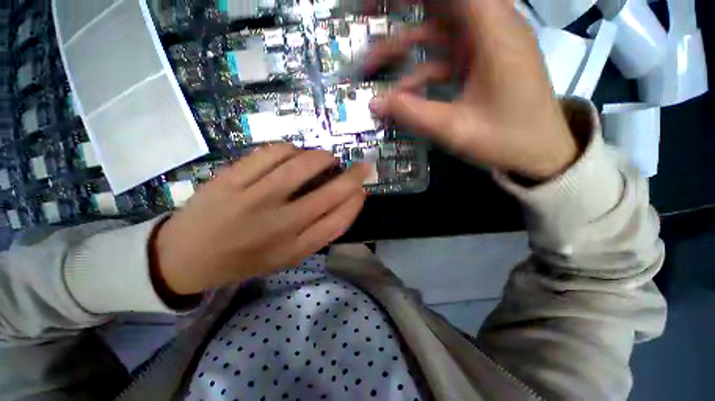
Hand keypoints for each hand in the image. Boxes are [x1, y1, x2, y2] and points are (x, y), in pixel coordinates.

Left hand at [151, 144, 367, 295]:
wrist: (185, 257)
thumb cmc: (245, 259)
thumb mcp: (287, 256)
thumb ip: (319, 231)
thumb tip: (347, 200)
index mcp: (293, 249)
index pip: (339, 221)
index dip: (356, 202)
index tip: (363, 189)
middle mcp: (279, 226)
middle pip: (328, 194)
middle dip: (352, 177)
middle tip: (361, 166)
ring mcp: (253, 200)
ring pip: (302, 166)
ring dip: (323, 157)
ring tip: (326, 158)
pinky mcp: (231, 179)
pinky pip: (272, 153)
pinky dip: (291, 148)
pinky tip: (294, 153)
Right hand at [366, 0, 577, 180]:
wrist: (540, 153)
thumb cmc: (506, 140)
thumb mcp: (454, 129)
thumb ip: (411, 114)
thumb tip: (374, 104)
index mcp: (494, 33)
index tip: (376, 4)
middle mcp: (492, 28)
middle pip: (442, 5)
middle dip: (402, 10)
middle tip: (368, 16)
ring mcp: (486, 46)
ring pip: (439, 31)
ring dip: (405, 45)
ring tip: (373, 65)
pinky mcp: (482, 63)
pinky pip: (445, 57)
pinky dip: (421, 69)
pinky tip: (401, 91)